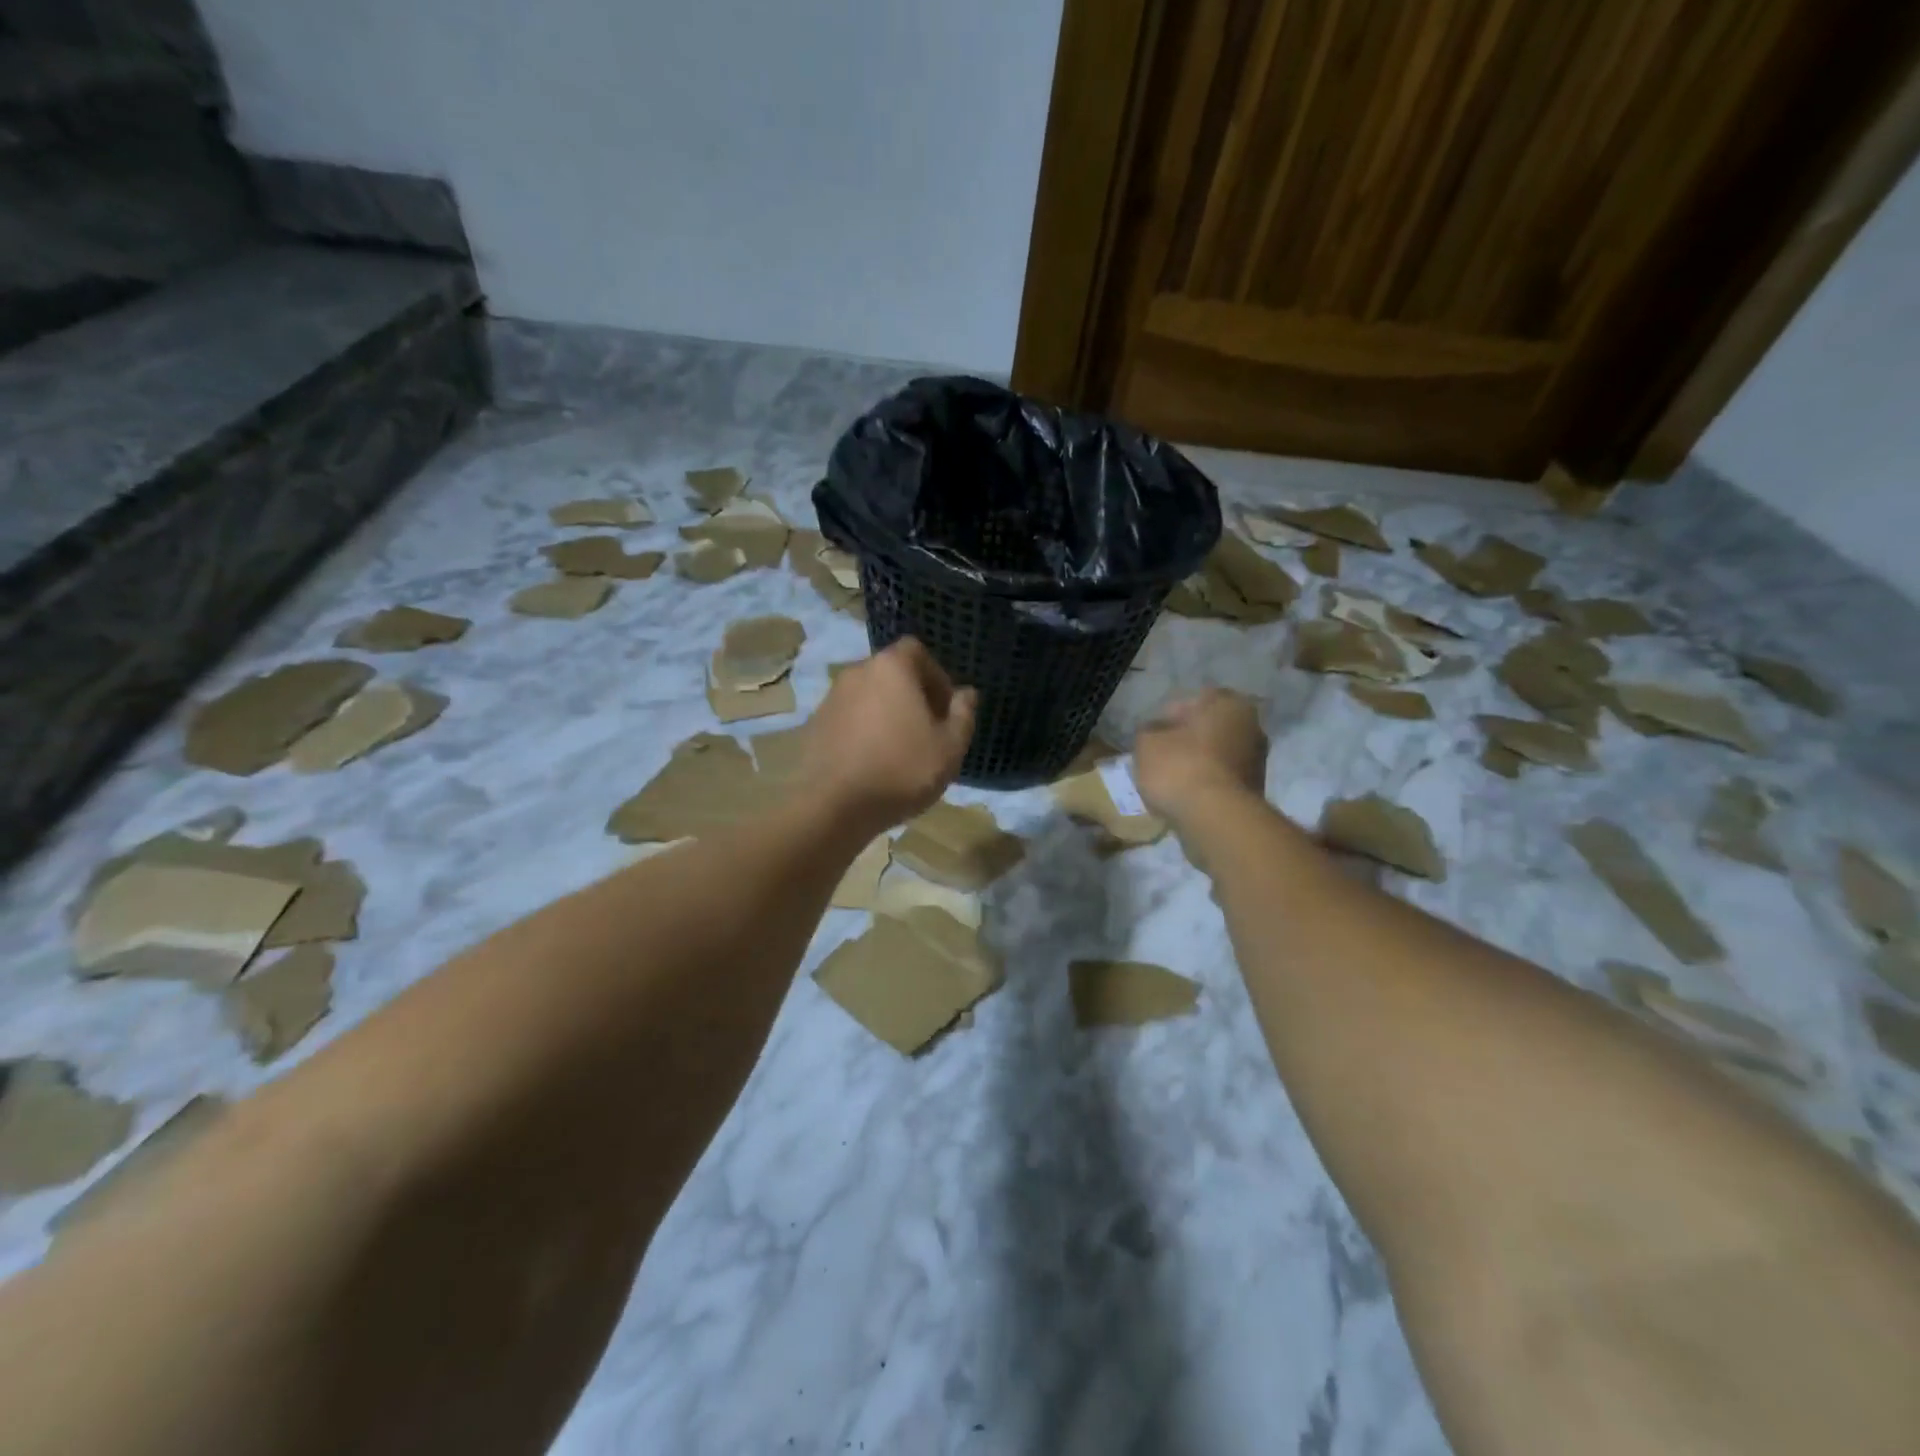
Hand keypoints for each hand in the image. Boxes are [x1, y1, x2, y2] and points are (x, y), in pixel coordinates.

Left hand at [803, 638, 977, 831]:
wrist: (832, 807)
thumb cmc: (901, 771)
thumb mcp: (949, 748)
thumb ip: (963, 715)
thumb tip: (967, 693)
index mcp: (891, 668)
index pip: (917, 651)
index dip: (937, 676)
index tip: (946, 709)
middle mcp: (857, 672)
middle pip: (892, 674)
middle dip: (913, 696)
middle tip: (928, 732)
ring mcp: (830, 699)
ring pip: (869, 697)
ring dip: (887, 715)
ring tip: (901, 752)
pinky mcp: (814, 726)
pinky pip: (849, 719)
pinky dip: (864, 732)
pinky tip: (873, 764)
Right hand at [1133, 689, 1266, 826]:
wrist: (1216, 819)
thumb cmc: (1180, 768)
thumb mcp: (1147, 743)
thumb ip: (1149, 731)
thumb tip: (1156, 732)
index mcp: (1228, 703)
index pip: (1193, 701)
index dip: (1168, 717)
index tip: (1152, 736)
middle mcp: (1252, 726)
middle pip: (1208, 728)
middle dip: (1186, 741)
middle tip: (1160, 757)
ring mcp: (1258, 760)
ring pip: (1217, 755)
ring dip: (1197, 764)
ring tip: (1170, 782)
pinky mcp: (1255, 790)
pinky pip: (1222, 779)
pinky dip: (1206, 784)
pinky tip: (1186, 797)